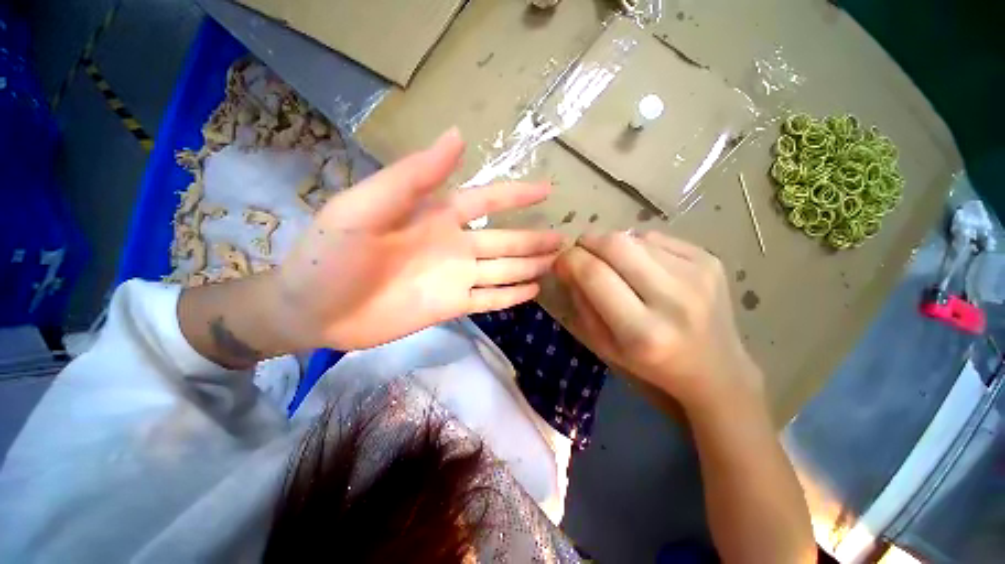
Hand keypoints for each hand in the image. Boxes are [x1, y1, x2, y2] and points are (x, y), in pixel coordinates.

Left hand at [271, 128, 560, 350]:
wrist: (315, 309)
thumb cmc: (332, 255)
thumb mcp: (366, 207)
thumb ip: (414, 176)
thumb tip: (457, 136)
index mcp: (437, 215)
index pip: (487, 200)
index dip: (516, 194)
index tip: (547, 189)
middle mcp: (454, 244)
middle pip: (505, 239)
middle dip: (533, 238)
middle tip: (563, 239)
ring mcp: (456, 277)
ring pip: (503, 269)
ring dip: (529, 265)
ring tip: (556, 263)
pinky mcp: (453, 305)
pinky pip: (490, 298)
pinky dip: (511, 295)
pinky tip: (533, 292)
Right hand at [554, 231, 763, 413]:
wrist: (715, 369)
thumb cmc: (650, 363)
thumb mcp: (603, 344)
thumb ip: (581, 302)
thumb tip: (567, 263)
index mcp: (642, 332)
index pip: (594, 274)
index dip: (570, 259)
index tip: (560, 261)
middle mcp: (674, 300)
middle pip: (616, 244)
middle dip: (588, 241)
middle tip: (581, 251)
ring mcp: (698, 275)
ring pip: (635, 237)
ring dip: (612, 245)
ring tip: (614, 264)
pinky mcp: (710, 260)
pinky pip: (656, 238)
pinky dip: (638, 246)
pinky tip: (643, 266)